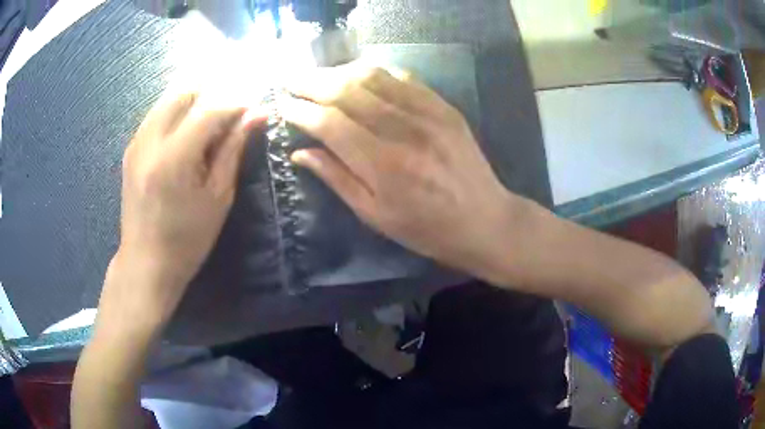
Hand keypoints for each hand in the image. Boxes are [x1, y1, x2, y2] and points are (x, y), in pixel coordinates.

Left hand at [98, 91, 264, 333]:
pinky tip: (187, 134)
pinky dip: (176, 113)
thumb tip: (257, 115)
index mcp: (173, 158)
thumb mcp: (217, 197)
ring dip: (194, 102)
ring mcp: (136, 142)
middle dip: (212, 95)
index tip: (253, 110)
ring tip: (210, 124)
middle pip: (184, 92)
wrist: (145, 262)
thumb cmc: (187, 239)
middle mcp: (150, 141)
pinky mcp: (131, 149)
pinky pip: (156, 114)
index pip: (210, 109)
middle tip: (230, 115)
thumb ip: (233, 149)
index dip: (236, 104)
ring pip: (168, 99)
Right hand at [281, 66, 527, 280]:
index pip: (329, 123)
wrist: (484, 220)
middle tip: (291, 81)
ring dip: (339, 72)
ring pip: (373, 76)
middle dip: (312, 82)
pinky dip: (375, 71)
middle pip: (347, 91)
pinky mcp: (444, 107)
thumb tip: (300, 152)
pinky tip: (358, 75)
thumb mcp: (374, 215)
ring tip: (318, 76)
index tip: (282, 104)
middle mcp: (404, 130)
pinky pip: (403, 77)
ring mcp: (428, 113)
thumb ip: (336, 178)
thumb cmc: (426, 229)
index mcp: (383, 165)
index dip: (300, 110)